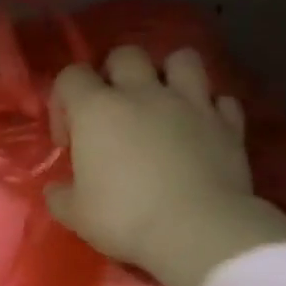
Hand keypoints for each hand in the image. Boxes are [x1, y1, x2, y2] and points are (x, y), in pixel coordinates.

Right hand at [45, 46, 285, 285]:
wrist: (199, 230)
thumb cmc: (126, 218)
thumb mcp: (75, 215)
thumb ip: (60, 195)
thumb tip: (57, 189)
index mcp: (97, 109)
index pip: (70, 76)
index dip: (63, 102)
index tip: (69, 140)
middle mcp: (143, 93)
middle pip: (125, 54)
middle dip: (114, 75)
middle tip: (114, 112)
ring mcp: (191, 103)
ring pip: (182, 59)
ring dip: (170, 75)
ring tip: (163, 103)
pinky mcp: (228, 123)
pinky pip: (221, 100)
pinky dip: (210, 110)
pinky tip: (201, 130)